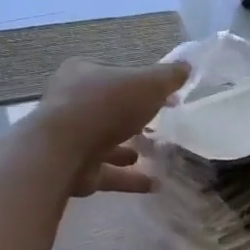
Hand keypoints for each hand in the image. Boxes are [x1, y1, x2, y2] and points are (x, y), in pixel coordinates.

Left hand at [35, 58, 189, 195]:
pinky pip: (106, 172)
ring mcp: (69, 138)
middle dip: (130, 117)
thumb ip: (168, 76)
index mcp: (81, 73)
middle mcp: (70, 102)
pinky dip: (128, 178)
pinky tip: (153, 184)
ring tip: (153, 154)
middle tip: (158, 125)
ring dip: (125, 148)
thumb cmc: (105, 106)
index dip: (139, 83)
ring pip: (103, 141)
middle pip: (107, 108)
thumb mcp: (147, 83)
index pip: (113, 74)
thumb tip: (187, 65)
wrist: (62, 151)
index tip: (164, 96)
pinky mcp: (72, 169)